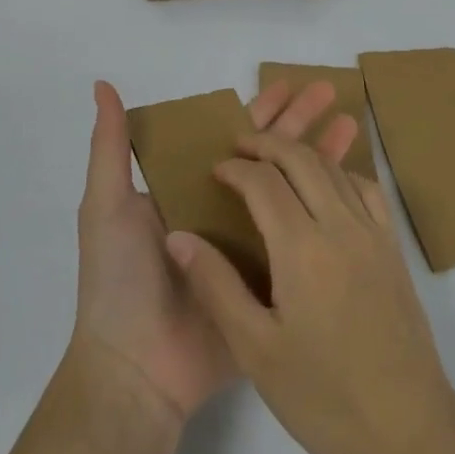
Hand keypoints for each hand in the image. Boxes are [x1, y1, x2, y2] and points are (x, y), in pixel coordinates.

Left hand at [72, 79, 358, 424]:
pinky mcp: (269, 283)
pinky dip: (325, 213)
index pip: (230, 136)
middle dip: (298, 122)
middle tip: (331, 91)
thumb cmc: (119, 279)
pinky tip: (352, 189)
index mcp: (187, 188)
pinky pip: (301, 240)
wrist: (136, 370)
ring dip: (319, 157)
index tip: (289, 83)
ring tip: (352, 124)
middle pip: (268, 156)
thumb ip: (111, 146)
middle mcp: (221, 210)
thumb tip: (101, 84)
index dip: (258, 110)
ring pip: (291, 191)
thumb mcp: (106, 205)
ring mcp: (249, 247)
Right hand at [166, 129, 454, 453]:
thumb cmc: (324, 398)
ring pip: (334, 168)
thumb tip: (178, 237)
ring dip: (301, 153)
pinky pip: (367, 188)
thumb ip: (216, 286)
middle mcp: (340, 226)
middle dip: (267, 144)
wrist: (409, 431)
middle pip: (301, 159)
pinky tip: (327, 187)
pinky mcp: (394, 249)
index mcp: (302, 249)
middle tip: (239, 147)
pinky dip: (340, 172)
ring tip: (275, 159)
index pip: (263, 182)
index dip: (235, 168)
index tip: (215, 170)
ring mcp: (373, 234)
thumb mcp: (256, 351)